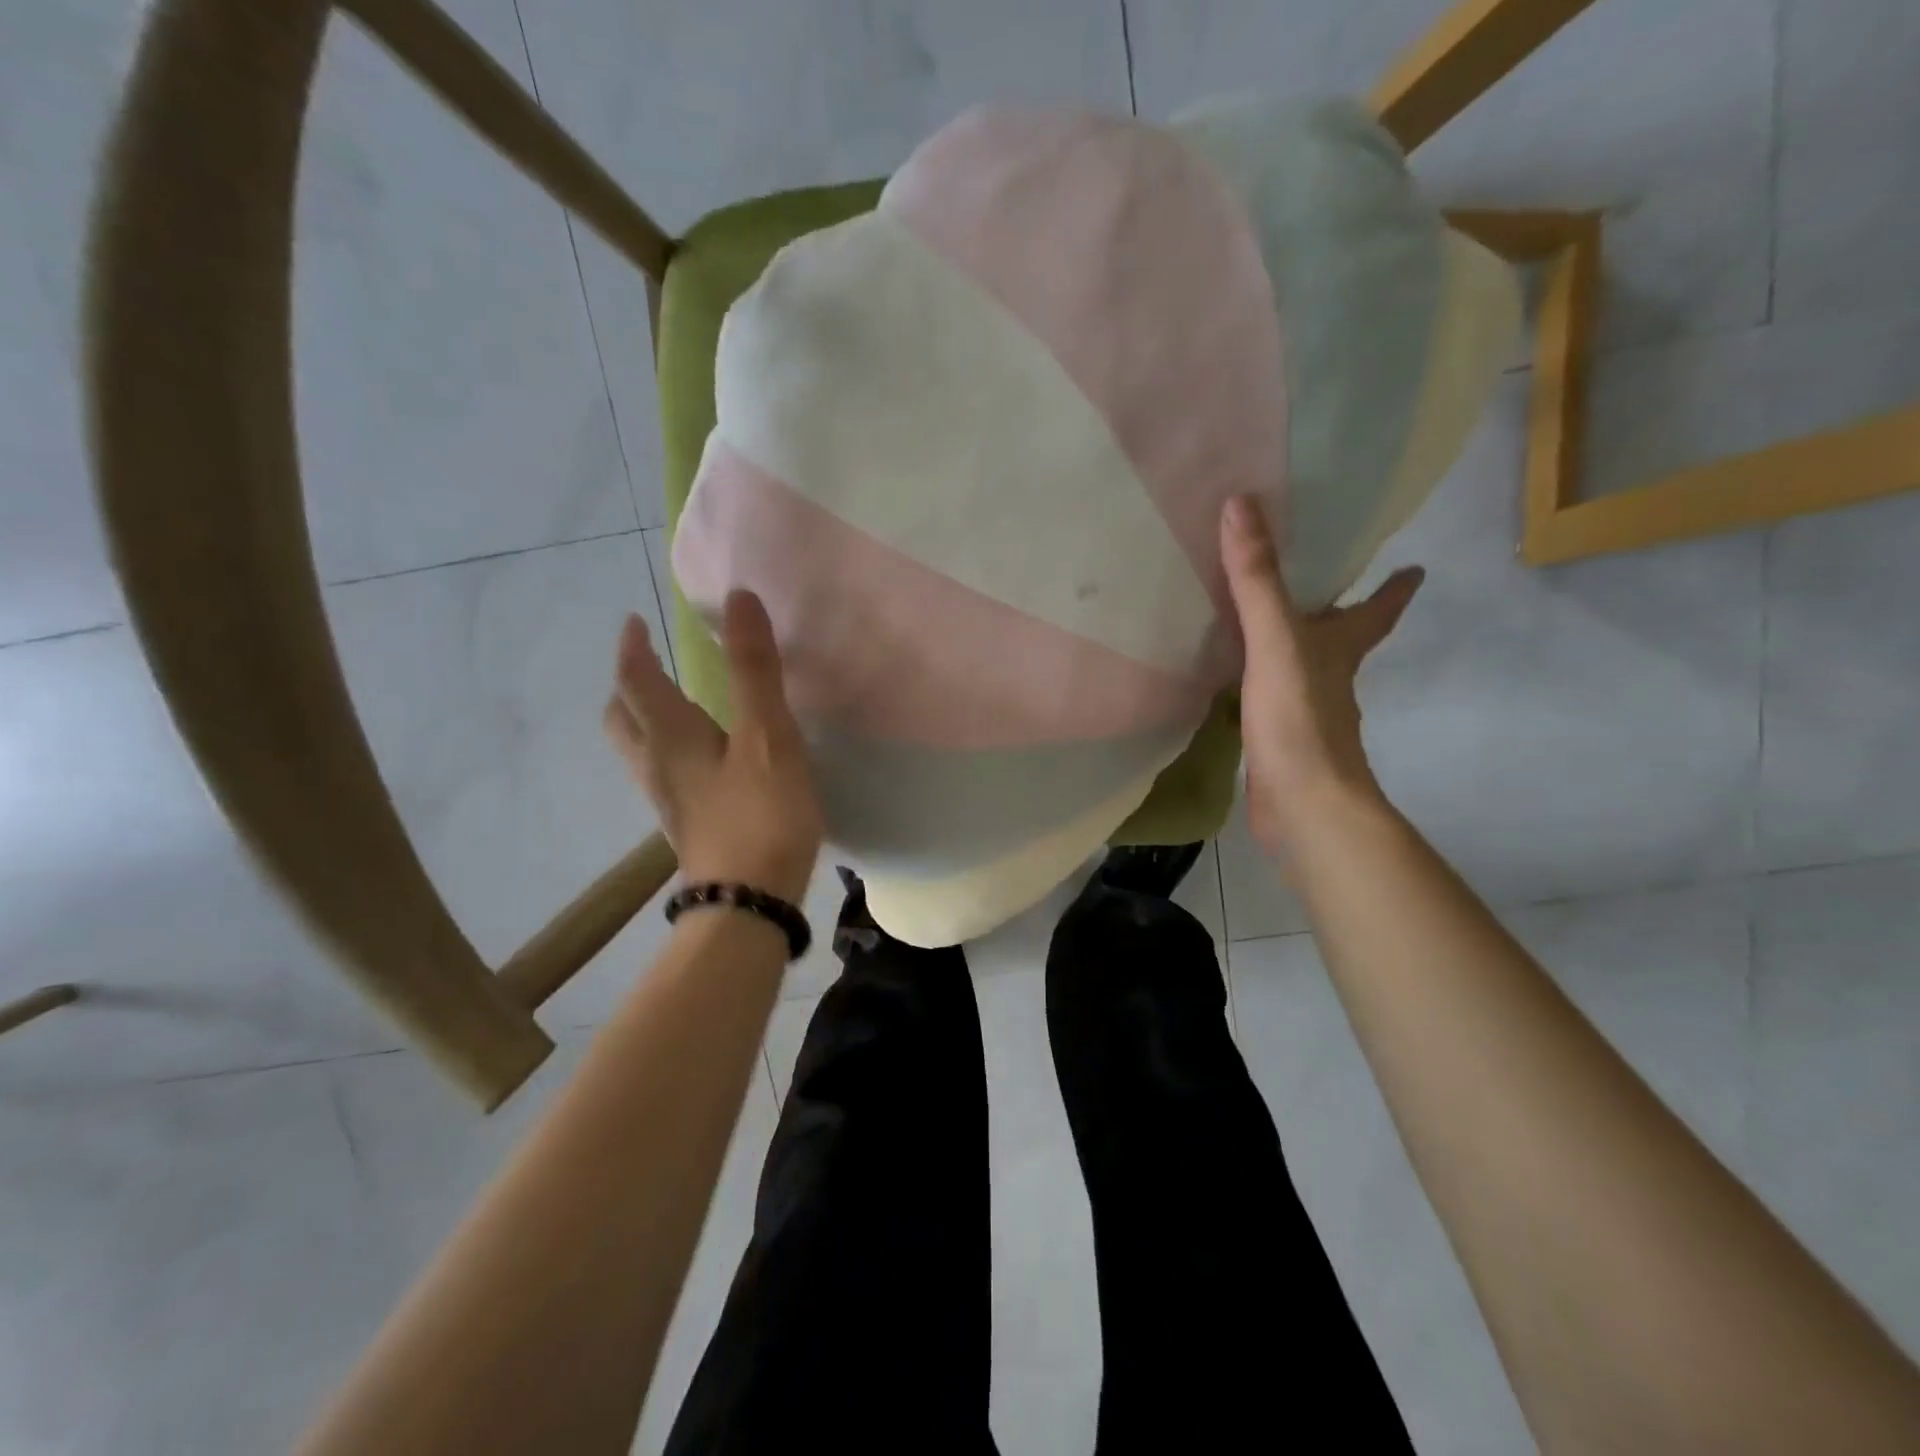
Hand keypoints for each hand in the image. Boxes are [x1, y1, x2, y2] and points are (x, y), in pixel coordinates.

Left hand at [603, 592, 823, 902]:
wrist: (749, 904)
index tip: (634, 622)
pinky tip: (701, 761)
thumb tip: (739, 599)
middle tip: (645, 665)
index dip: (632, 648)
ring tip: (670, 705)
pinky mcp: (688, 827)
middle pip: (622, 719)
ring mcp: (669, 801)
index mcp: (670, 736)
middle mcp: (657, 766)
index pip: (636, 680)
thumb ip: (754, 670)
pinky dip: (668, 751)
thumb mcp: (767, 735)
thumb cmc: (761, 814)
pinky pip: (663, 775)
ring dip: (643, 720)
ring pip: (638, 751)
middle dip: (627, 687)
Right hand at [1219, 495, 1422, 858]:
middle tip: (1315, 583)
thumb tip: (1241, 505)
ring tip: (1261, 623)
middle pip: (1343, 637)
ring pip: (1303, 668)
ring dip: (1291, 646)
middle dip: (1338, 613)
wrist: (1303, 805)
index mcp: (1341, 648)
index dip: (1396, 587)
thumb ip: (1258, 579)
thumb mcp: (1276, 641)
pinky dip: (1258, 684)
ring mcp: (1306, 713)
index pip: (1379, 609)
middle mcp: (1331, 677)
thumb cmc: (1300, 719)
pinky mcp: (1278, 741)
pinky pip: (1268, 698)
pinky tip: (1234, 682)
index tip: (1414, 566)